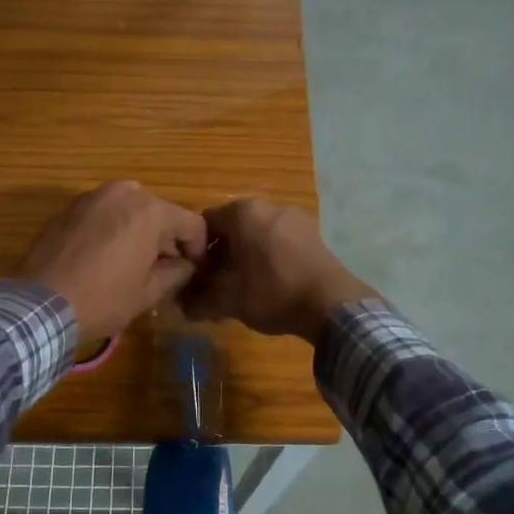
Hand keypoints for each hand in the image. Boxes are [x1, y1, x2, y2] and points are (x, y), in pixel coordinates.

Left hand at [17, 182, 207, 346]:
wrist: (40, 304)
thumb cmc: (103, 298)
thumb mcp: (149, 293)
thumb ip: (177, 273)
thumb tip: (187, 266)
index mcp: (150, 210)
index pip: (192, 223)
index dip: (198, 249)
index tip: (194, 271)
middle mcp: (124, 193)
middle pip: (160, 212)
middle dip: (167, 239)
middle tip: (166, 269)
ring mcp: (93, 196)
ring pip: (130, 210)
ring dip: (140, 232)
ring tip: (135, 263)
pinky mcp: (69, 208)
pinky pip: (104, 214)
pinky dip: (113, 229)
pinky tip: (106, 257)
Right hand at [182, 199, 375, 343]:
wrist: (332, 305)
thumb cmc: (273, 293)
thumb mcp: (229, 300)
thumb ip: (200, 300)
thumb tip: (181, 307)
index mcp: (243, 212)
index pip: (204, 223)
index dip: (196, 251)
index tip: (196, 276)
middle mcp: (269, 206)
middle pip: (232, 228)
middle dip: (222, 255)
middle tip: (216, 285)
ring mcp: (295, 218)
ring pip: (257, 235)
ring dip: (245, 257)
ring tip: (243, 288)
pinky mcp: (313, 234)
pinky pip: (279, 241)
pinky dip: (268, 257)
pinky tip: (270, 284)